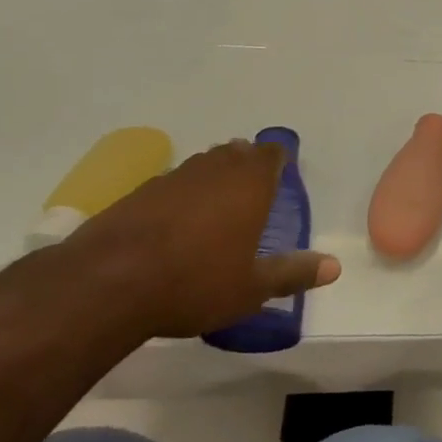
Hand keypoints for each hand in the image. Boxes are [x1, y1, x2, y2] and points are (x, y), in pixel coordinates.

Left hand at [70, 140, 340, 337]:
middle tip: (251, 196)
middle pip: (236, 153)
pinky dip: (179, 198)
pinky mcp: (138, 193)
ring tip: (214, 211)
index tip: (281, 179)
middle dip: (246, 167)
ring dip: (212, 180)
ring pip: (202, 166)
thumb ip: (293, 273)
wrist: (107, 284)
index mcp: (249, 182)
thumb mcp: (252, 287)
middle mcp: (214, 168)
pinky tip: (173, 228)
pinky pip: (171, 185)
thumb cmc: (195, 281)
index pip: (272, 153)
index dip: (278, 162)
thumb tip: (334, 267)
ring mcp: (172, 177)